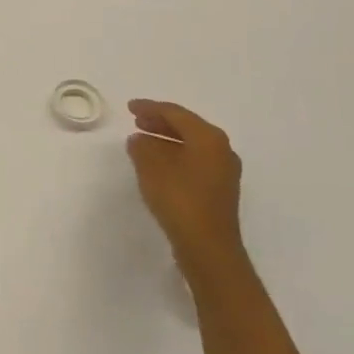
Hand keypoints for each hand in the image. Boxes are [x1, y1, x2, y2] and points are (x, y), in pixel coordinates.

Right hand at [125, 99, 246, 282]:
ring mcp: (224, 170)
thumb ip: (142, 147)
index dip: (150, 107)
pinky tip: (159, 164)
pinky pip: (195, 160)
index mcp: (208, 138)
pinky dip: (175, 155)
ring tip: (143, 141)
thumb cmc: (179, 200)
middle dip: (160, 122)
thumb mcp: (151, 168)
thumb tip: (140, 139)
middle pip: (187, 126)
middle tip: (136, 121)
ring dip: (167, 140)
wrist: (208, 246)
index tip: (129, 107)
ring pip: (191, 144)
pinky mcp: (220, 189)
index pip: (176, 113)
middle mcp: (221, 149)